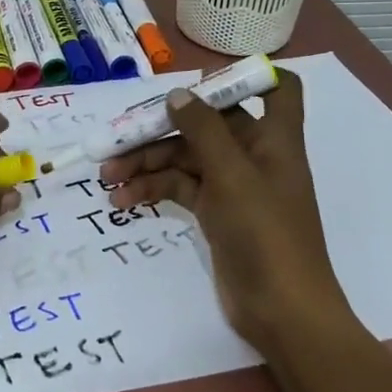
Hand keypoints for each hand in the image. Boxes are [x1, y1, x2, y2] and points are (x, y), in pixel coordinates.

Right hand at [101, 69, 352, 353]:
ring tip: (108, 179)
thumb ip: (203, 129)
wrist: (282, 313)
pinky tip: (124, 201)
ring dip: (147, 163)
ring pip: (185, 158)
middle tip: (117, 141)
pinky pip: (179, 187)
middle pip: (206, 124)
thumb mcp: (232, 175)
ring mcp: (232, 185)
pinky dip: (152, 190)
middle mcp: (253, 154)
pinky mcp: (215, 212)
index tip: (201, 83)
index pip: (279, 89)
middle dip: (162, 129)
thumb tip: (177, 93)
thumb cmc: (266, 234)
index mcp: (273, 138)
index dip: (247, 78)